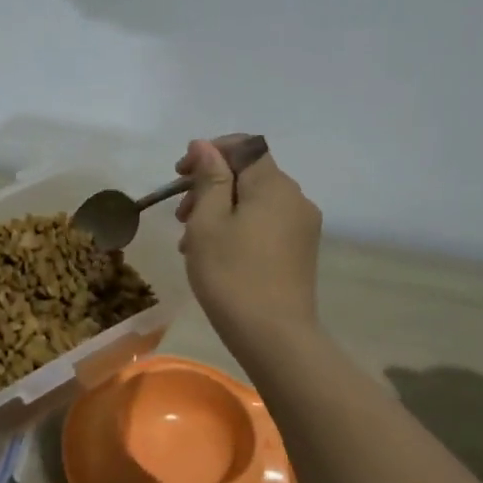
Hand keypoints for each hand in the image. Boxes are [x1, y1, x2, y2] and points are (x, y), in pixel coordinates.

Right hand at [175, 136, 323, 349]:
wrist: (274, 337)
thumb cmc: (231, 274)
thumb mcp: (208, 221)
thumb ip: (208, 178)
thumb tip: (205, 145)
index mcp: (273, 185)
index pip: (244, 146)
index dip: (210, 151)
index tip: (180, 174)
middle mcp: (295, 198)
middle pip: (247, 174)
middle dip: (210, 185)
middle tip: (180, 215)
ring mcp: (302, 226)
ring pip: (254, 201)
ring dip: (220, 208)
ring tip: (191, 240)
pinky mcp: (300, 250)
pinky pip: (265, 223)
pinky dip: (238, 226)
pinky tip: (216, 253)